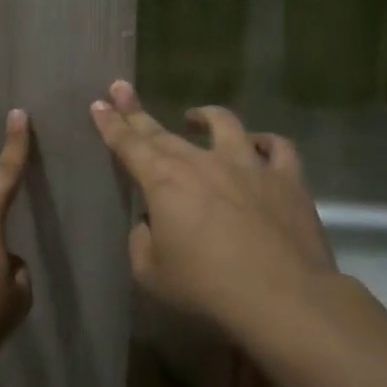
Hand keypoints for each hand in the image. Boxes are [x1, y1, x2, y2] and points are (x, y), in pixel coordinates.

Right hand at [90, 81, 343, 334]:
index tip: (99, 103)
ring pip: (225, 124)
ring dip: (205, 116)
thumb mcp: (151, 273)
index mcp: (163, 181)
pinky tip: (260, 144)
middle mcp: (202, 162)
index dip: (111, 123)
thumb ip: (142, 240)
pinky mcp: (287, 179)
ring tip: (195, 116)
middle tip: (122, 89)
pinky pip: (278, 148)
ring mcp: (248, 165)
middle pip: (164, 131)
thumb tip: (152, 223)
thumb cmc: (208, 287)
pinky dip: (265, 142)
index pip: (128, 144)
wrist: (283, 297)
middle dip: (137, 111)